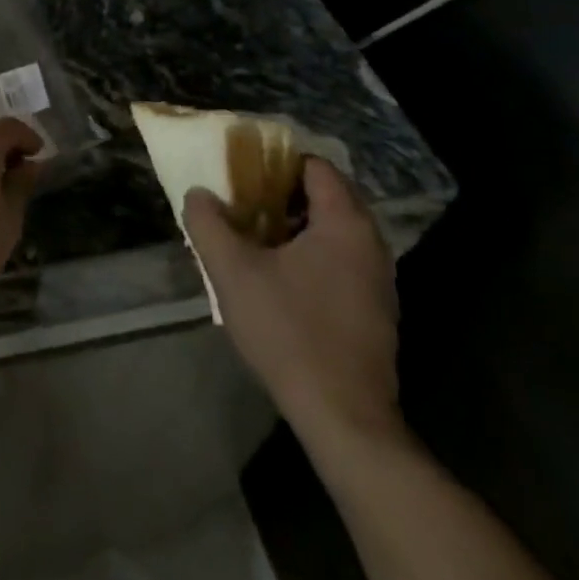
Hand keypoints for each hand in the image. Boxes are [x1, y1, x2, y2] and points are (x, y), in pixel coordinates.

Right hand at [183, 159, 404, 464]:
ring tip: (255, 240)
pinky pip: (342, 261)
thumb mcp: (232, 271)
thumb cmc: (289, 332)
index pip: (316, 166)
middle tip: (243, 205)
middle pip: (327, 197)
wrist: (344, 417)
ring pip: (334, 232)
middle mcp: (371, 243)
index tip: (243, 174)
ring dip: (296, 227)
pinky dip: (313, 255)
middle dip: (283, 195)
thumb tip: (199, 195)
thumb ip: (208, 223)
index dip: (276, 163)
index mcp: (344, 223)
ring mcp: (379, 280)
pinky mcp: (376, 311)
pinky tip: (280, 280)